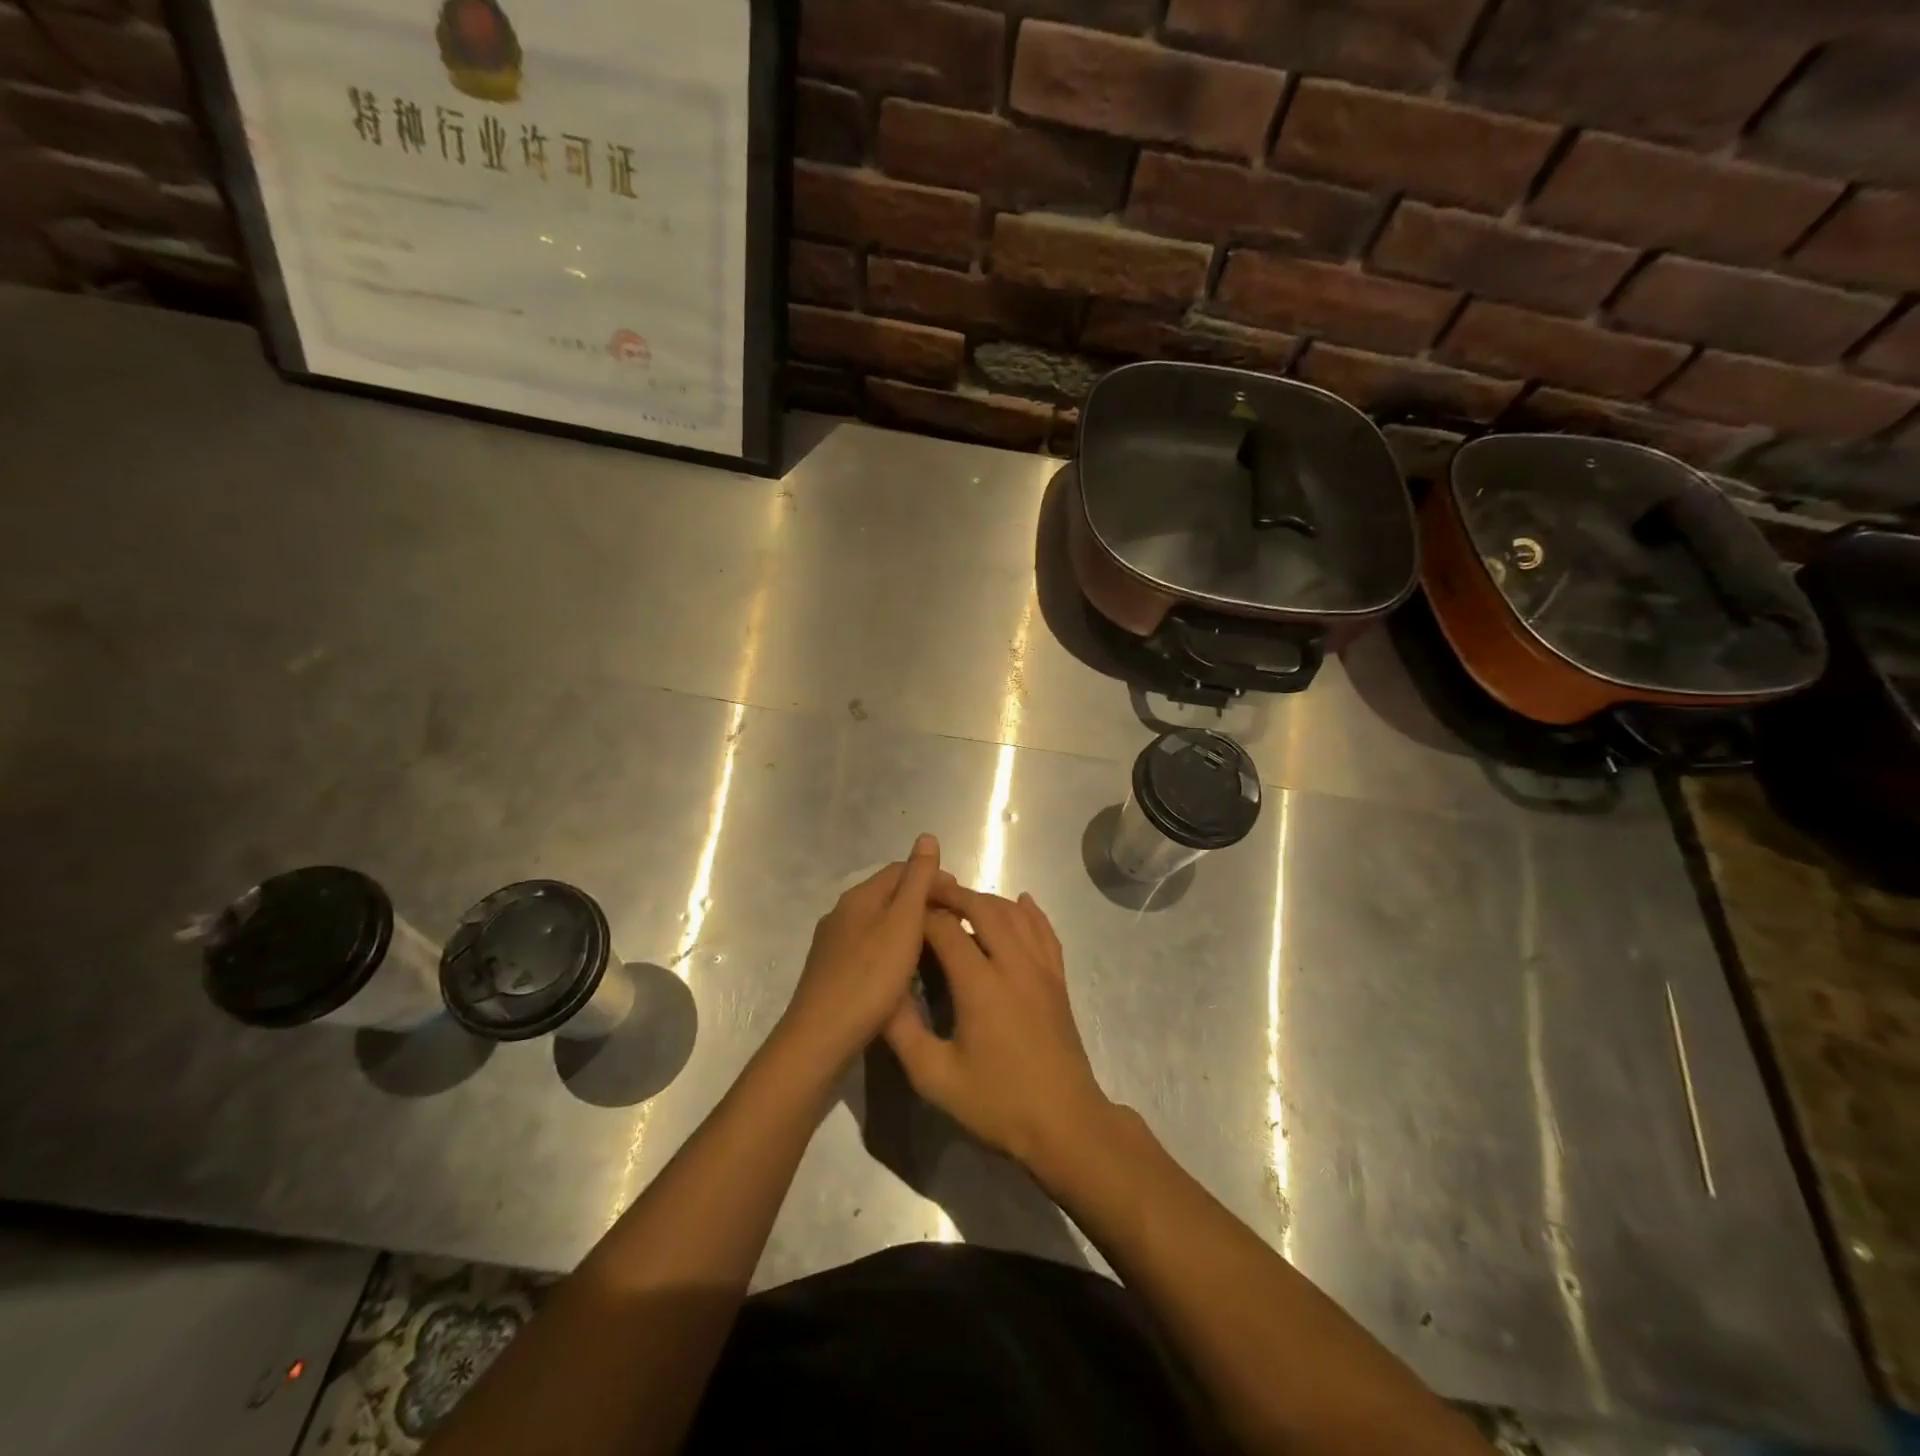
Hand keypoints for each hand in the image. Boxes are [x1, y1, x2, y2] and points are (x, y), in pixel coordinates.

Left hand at [779, 834, 941, 1070]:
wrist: (821, 1036)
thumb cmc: (871, 977)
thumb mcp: (903, 922)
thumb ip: (917, 880)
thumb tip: (926, 836)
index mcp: (860, 895)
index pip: (901, 870)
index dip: (933, 877)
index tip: (961, 899)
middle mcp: (842, 911)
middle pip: (889, 894)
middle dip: (922, 900)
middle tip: (953, 922)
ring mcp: (832, 942)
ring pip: (878, 921)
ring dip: (907, 925)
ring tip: (933, 944)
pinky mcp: (830, 970)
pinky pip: (868, 945)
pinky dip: (891, 946)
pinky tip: (901, 969)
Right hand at [884, 876, 1114, 1169]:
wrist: (1065, 1124)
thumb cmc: (997, 1102)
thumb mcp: (935, 1077)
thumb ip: (903, 1031)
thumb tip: (882, 992)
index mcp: (980, 984)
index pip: (946, 929)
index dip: (921, 915)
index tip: (901, 913)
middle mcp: (1013, 964)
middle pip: (983, 908)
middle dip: (953, 895)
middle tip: (928, 892)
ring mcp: (1042, 969)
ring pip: (1015, 914)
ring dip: (987, 900)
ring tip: (962, 900)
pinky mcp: (1058, 980)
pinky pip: (1046, 931)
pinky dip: (1031, 911)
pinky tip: (1021, 902)